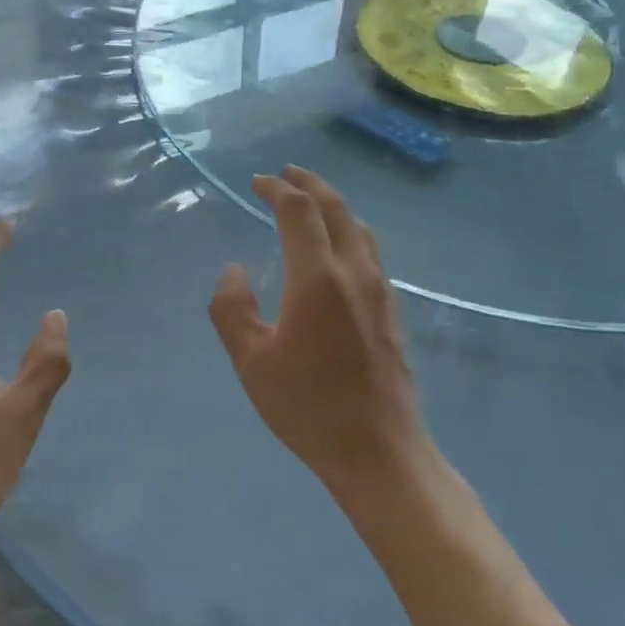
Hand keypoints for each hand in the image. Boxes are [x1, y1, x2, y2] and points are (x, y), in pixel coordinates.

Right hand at [209, 167, 428, 503]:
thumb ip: (232, 309)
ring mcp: (380, 291)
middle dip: (310, 184)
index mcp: (317, 278)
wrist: (379, 452)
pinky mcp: (392, 311)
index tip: (257, 182)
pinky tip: (337, 249)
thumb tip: (234, 271)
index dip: (277, 189)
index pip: (299, 211)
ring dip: (333, 205)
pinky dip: (348, 231)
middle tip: (287, 173)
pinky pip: (370, 251)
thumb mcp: (251, 362)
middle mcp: (354, 273)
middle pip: (337, 209)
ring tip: (312, 201)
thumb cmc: (308, 407)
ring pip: (359, 228)